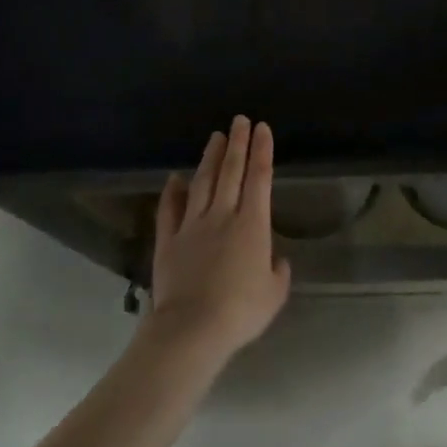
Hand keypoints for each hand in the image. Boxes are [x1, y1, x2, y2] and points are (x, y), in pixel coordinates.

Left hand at [150, 117, 290, 363]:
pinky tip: (175, 178)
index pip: (259, 178)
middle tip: (240, 120)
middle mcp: (222, 215)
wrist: (193, 327)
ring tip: (216, 137)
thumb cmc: (241, 311)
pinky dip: (172, 192)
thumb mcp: (274, 294)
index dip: (262, 151)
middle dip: (237, 143)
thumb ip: (277, 272)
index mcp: (252, 225)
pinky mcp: (168, 239)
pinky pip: (170, 209)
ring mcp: (192, 225)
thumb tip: (275, 260)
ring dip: (210, 158)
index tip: (262, 128)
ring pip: (202, 183)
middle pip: (231, 172)